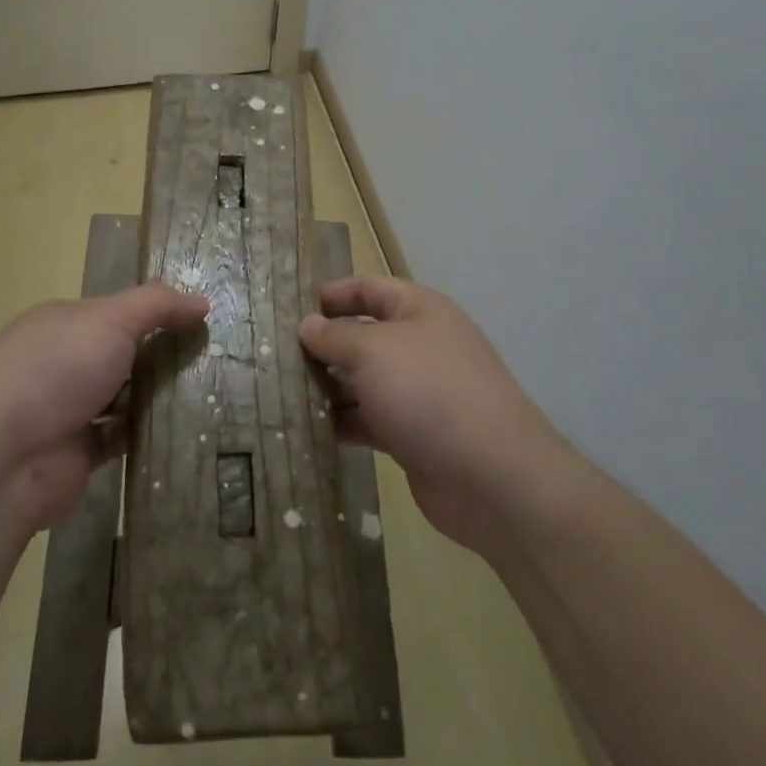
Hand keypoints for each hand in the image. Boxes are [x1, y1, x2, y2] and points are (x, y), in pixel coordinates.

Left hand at [0, 283, 208, 533]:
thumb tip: (202, 301)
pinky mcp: (78, 452)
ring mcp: (68, 409)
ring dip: (156, 397)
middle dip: (161, 357)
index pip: (116, 312)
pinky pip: (121, 437)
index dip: (156, 314)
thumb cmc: (57, 371)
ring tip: (208, 392)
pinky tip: (182, 429)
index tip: (200, 322)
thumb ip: (158, 305)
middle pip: (122, 354)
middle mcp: (62, 362)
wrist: (6, 459)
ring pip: (124, 397)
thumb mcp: (111, 319)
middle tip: (214, 360)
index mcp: (63, 323)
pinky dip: (145, 433)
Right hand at [299, 277, 582, 558]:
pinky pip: (369, 419)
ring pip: (363, 381)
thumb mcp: (374, 351)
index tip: (290, 308)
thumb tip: (307, 326)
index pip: (369, 289)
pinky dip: (342, 422)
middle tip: (274, 354)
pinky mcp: (413, 435)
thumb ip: (335, 337)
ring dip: (328, 386)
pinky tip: (306, 428)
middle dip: (323, 345)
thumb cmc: (429, 392)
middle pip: (363, 336)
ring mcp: (419, 393)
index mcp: (420, 310)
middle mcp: (421, 346)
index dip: (332, 294)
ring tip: (280, 392)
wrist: (491, 476)